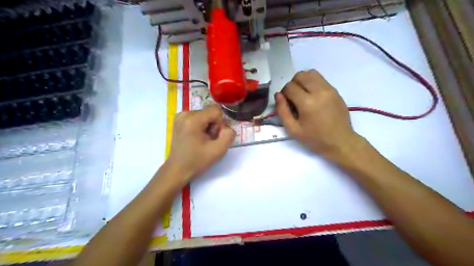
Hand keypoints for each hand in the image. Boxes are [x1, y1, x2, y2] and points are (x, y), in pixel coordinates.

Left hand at [165, 106, 235, 182]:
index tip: (214, 137)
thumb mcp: (218, 151)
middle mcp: (185, 114)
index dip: (220, 124)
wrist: (178, 170)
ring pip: (205, 116)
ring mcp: (180, 117)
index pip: (216, 111)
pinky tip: (196, 138)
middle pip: (210, 113)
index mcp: (192, 119)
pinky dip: (201, 127)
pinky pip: (198, 118)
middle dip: (213, 127)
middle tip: (207, 142)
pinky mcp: (179, 121)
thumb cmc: (197, 161)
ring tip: (201, 141)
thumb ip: (228, 135)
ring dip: (207, 128)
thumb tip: (227, 127)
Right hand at [277, 70, 361, 158]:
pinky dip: (312, 83)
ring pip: (311, 73)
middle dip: (293, 84)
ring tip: (302, 94)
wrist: (340, 141)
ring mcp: (329, 89)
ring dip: (303, 80)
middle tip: (293, 97)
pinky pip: (320, 79)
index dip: (284, 93)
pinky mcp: (335, 90)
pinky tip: (312, 96)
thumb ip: (282, 111)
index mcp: (307, 103)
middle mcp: (319, 91)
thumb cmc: (315, 138)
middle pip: (300, 75)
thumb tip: (278, 95)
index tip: (286, 103)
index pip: (289, 87)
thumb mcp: (293, 129)